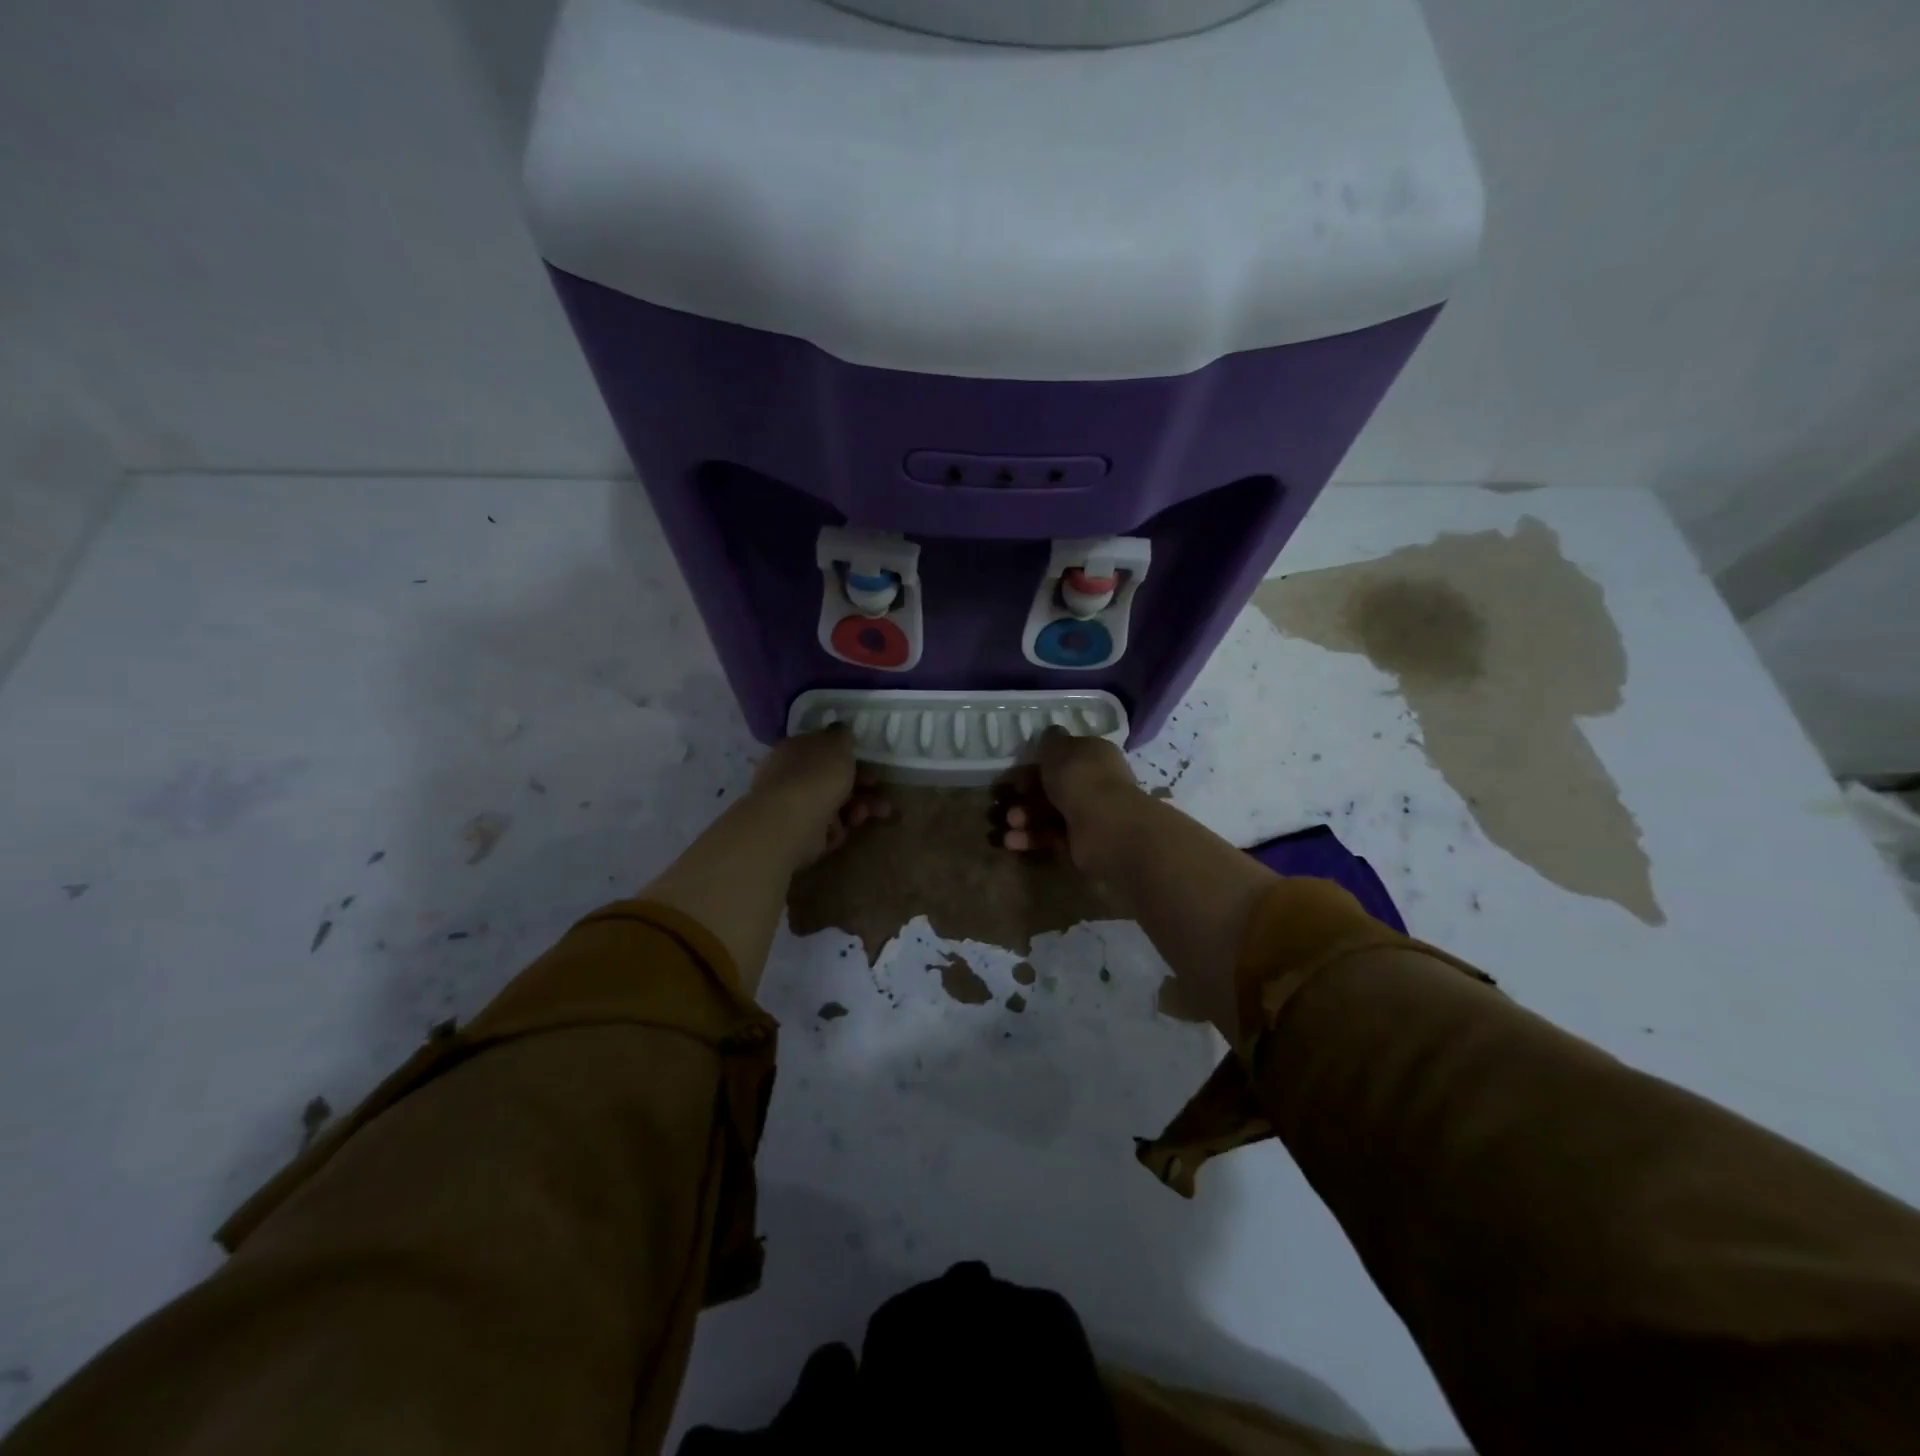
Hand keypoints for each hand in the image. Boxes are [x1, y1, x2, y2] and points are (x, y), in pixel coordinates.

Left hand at [749, 725, 890, 868]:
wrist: (791, 821)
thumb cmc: (816, 775)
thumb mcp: (836, 744)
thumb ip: (841, 735)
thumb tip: (839, 729)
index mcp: (795, 749)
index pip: (821, 750)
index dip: (847, 756)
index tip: (869, 763)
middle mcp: (790, 776)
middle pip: (830, 779)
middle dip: (860, 785)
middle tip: (878, 790)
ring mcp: (793, 806)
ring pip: (833, 804)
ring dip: (858, 807)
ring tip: (877, 812)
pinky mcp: (799, 834)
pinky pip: (826, 828)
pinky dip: (838, 828)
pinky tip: (844, 828)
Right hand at [990, 728, 1144, 874]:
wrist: (1105, 826)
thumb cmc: (1080, 778)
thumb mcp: (1059, 748)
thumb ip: (1051, 741)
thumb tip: (1051, 734)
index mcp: (1094, 755)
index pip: (1063, 757)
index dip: (1035, 764)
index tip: (1013, 774)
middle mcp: (1093, 783)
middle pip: (1053, 786)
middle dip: (1025, 793)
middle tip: (1004, 798)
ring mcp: (1088, 814)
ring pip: (1048, 812)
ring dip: (1024, 816)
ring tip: (1009, 822)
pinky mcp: (1080, 843)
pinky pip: (1050, 837)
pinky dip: (1030, 838)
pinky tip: (1011, 840)